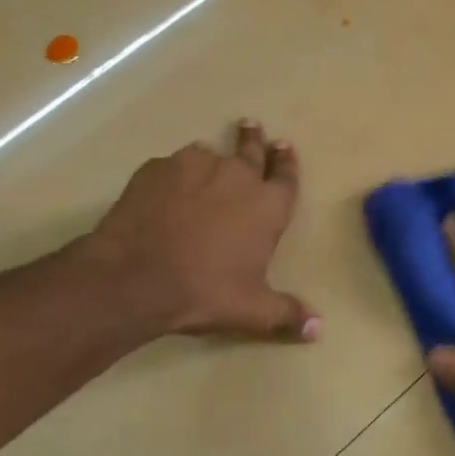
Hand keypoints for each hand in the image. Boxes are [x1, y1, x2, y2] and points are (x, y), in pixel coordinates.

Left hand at [79, 120, 318, 341]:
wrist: (136, 275)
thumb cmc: (205, 290)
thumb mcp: (252, 310)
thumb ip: (287, 313)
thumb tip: (318, 329)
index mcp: (267, 205)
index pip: (285, 175)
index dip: (286, 161)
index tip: (284, 147)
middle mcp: (237, 176)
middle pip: (251, 149)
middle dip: (255, 139)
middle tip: (252, 127)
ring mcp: (195, 166)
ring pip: (208, 154)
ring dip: (211, 159)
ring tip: (205, 163)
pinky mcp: (157, 169)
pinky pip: (172, 165)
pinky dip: (174, 173)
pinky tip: (166, 188)